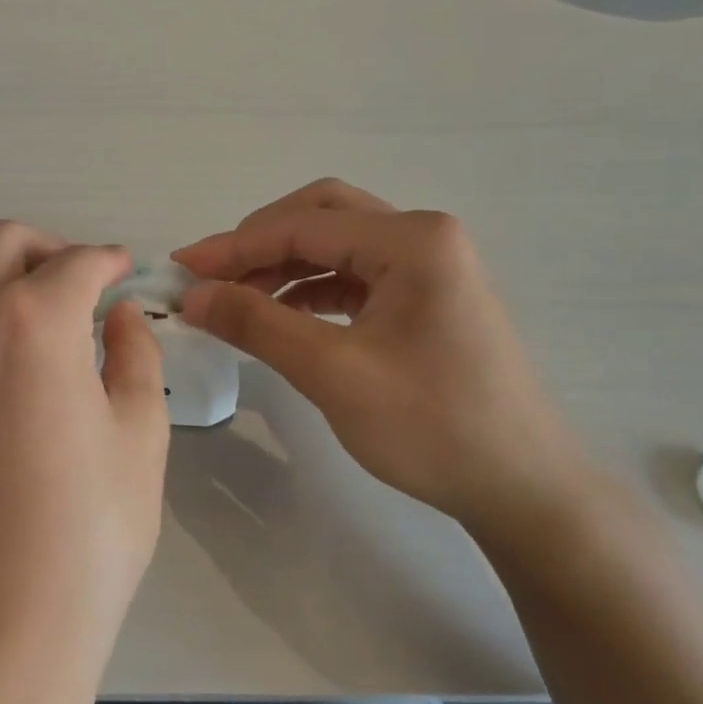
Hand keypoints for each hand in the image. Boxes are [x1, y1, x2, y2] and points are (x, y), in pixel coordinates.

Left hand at [0, 224, 168, 683]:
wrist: (0, 615)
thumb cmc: (89, 530)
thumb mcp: (142, 434)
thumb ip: (134, 355)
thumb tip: (119, 314)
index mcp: (39, 320)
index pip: (79, 263)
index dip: (109, 261)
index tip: (123, 273)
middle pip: (3, 241)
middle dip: (47, 249)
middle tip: (75, 285)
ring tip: (5, 299)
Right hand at [174, 180, 597, 534]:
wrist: (521, 487)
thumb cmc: (431, 426)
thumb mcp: (333, 372)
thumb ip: (257, 324)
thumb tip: (192, 295)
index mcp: (412, 240)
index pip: (302, 225)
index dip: (234, 246)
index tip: (180, 268)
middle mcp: (423, 237)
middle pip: (321, 216)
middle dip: (259, 243)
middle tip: (212, 276)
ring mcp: (428, 267)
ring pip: (336, 245)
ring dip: (281, 266)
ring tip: (234, 300)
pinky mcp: (424, 299)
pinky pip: (353, 276)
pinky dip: (309, 289)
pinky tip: (279, 316)